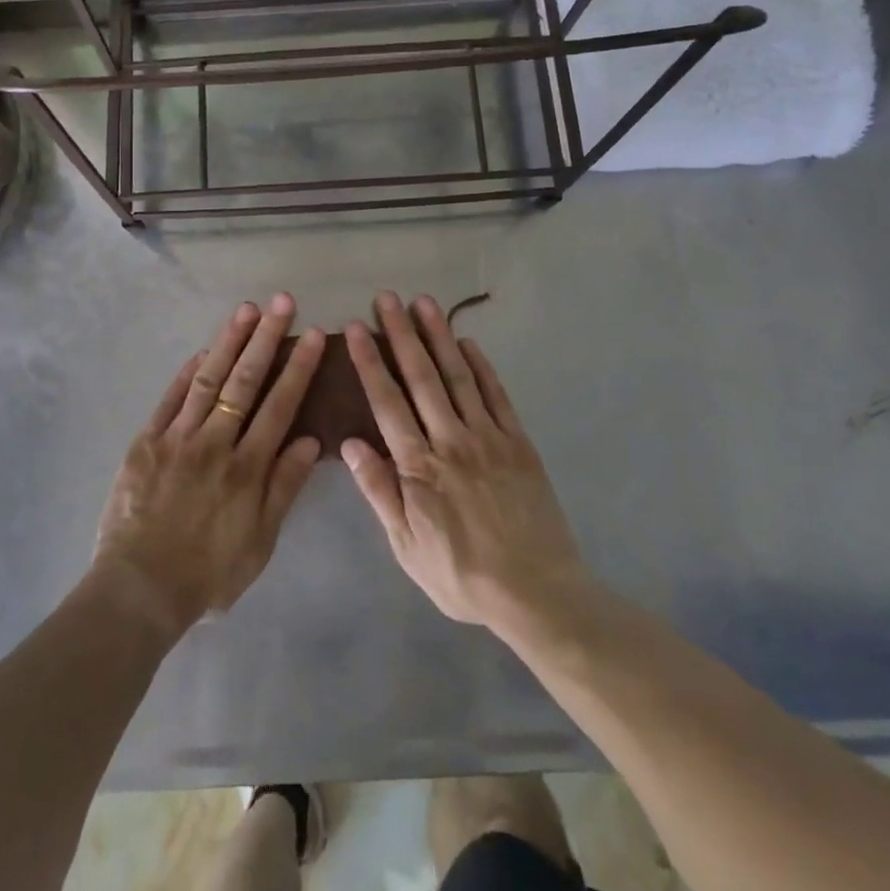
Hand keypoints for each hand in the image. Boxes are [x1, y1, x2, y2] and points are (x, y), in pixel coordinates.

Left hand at [93, 294, 324, 636]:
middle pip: (245, 381)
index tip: (312, 334)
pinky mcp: (147, 441)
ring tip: (247, 309)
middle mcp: (215, 443)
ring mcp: (178, 438)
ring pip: (209, 379)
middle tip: (282, 302)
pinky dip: (188, 372)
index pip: (279, 405)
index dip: (297, 367)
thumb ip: (284, 488)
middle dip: (266, 338)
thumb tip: (311, 441)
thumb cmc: (208, 573)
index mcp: (247, 468)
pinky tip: (202, 349)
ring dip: (229, 341)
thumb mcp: (260, 542)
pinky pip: (170, 399)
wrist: (139, 588)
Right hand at [342, 292, 589, 635]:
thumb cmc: (462, 574)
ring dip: (439, 337)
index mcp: (419, 467)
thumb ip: (380, 492)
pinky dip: (481, 366)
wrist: (538, 593)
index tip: (358, 327)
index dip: (370, 361)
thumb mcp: (407, 547)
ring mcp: (488, 437)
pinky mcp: (518, 442)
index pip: (387, 402)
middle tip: (387, 297)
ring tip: (424, 303)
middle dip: (401, 334)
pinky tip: (467, 342)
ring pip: (458, 376)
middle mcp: (451, 440)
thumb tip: (351, 443)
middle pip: (421, 377)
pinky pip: (496, 395)